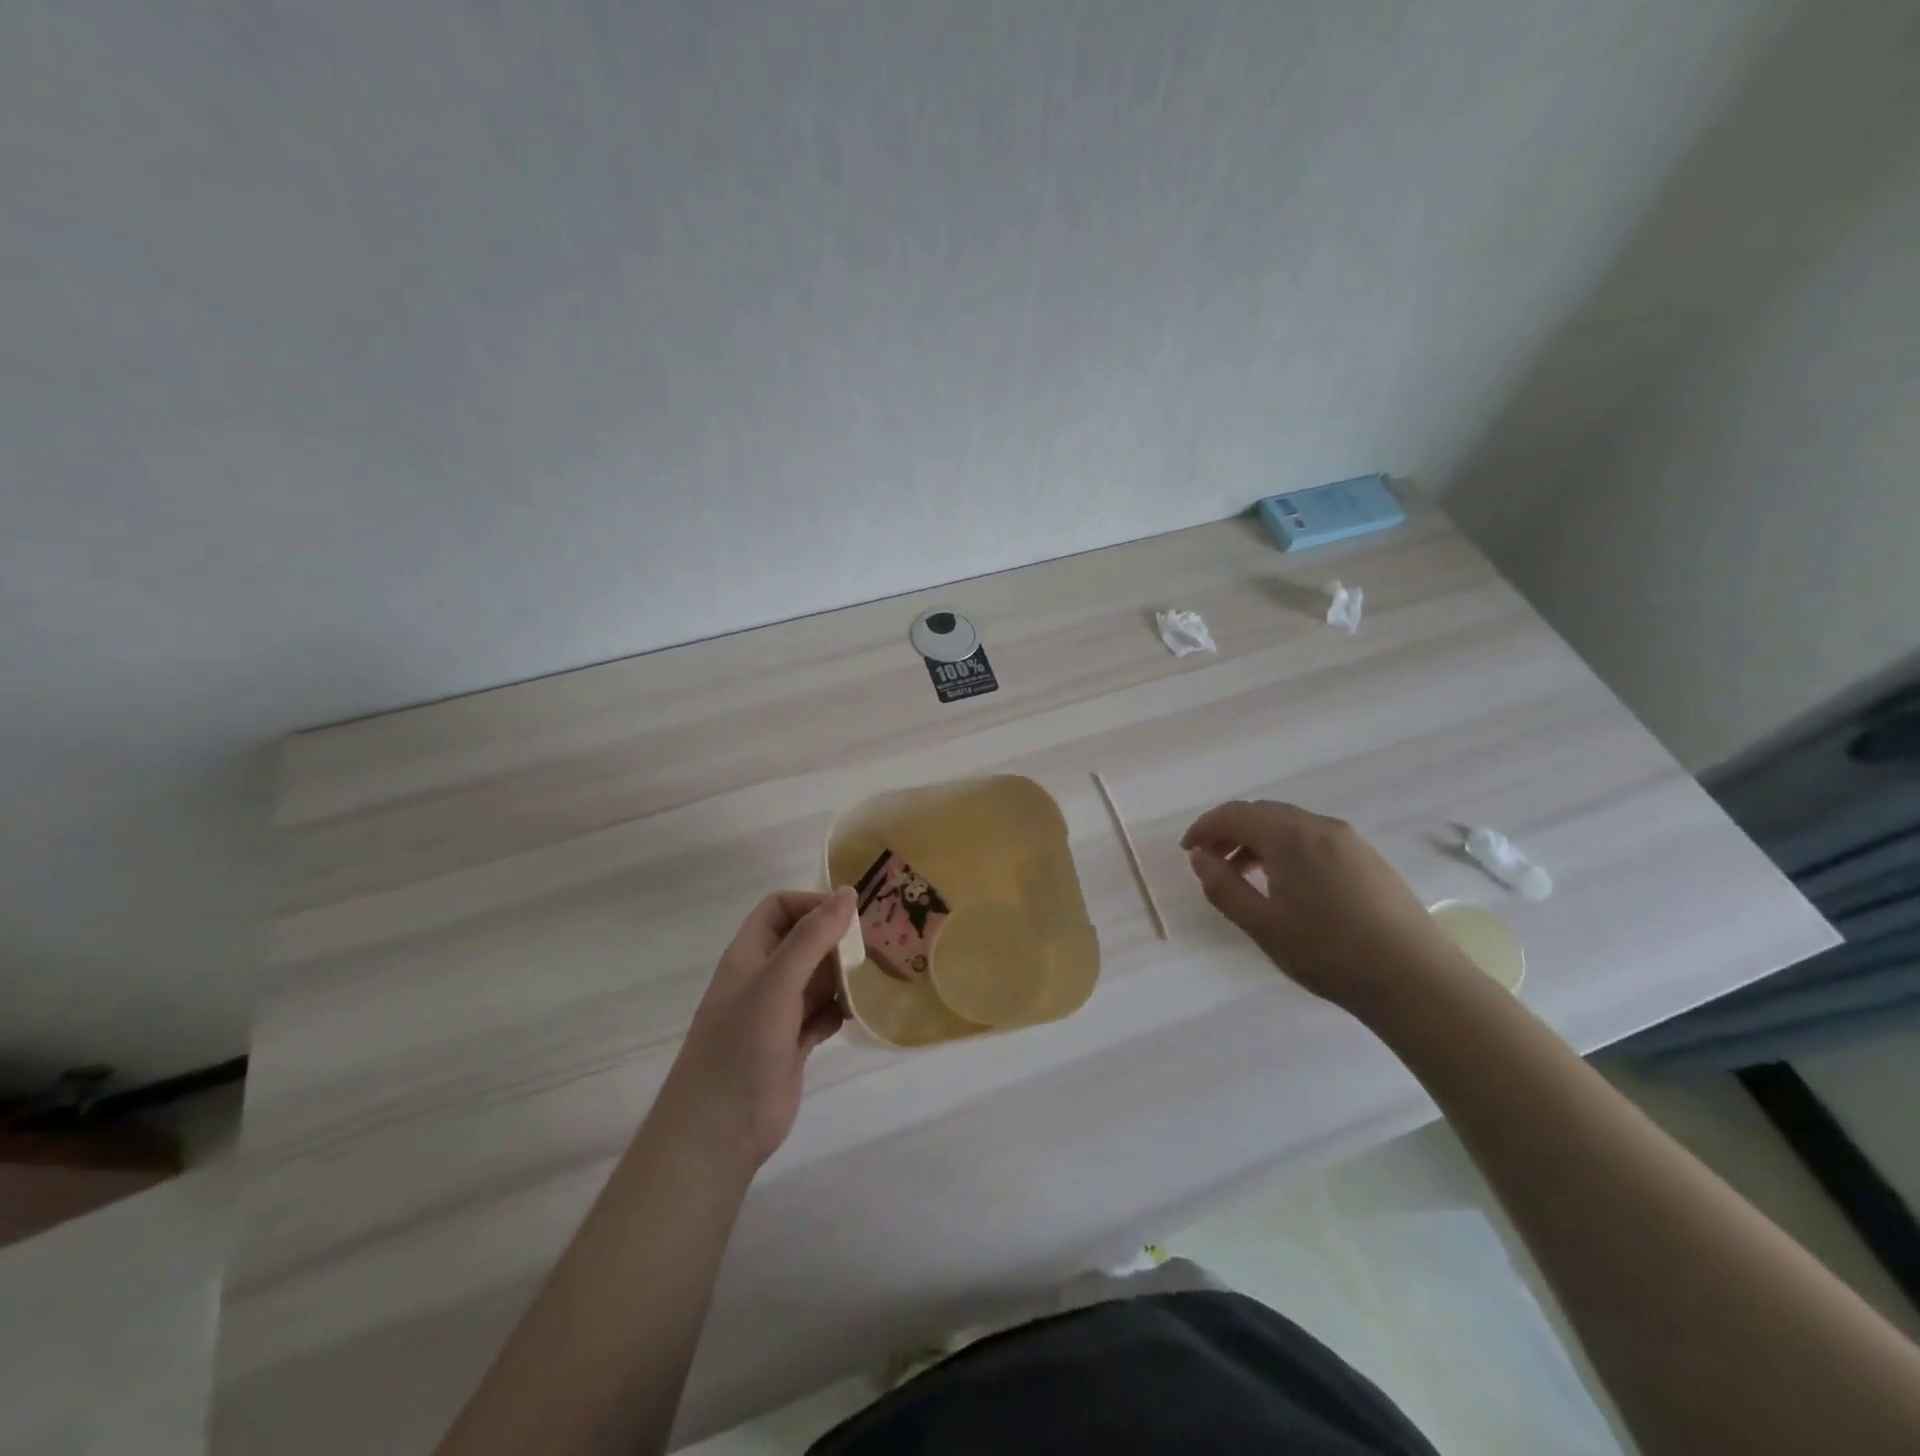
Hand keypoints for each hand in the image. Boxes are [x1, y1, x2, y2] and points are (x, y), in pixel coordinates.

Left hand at [657, 888, 853, 1168]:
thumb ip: (812, 937)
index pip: (780, 908)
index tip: (850, 917)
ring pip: (817, 978)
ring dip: (845, 975)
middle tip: (878, 947)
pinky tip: (862, 1013)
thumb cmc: (742, 1044)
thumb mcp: (777, 982)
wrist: (719, 1130)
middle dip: (837, 940)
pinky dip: (842, 1009)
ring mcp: (778, 1013)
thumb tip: (847, 894)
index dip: (812, 904)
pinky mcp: (793, 1044)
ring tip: (879, 977)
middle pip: (804, 941)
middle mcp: (764, 977)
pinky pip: (824, 1013)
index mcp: (750, 954)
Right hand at [1182, 800, 1467, 1009]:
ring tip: (1244, 875)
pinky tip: (1286, 884)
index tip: (1187, 852)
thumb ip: (1223, 887)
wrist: (1416, 981)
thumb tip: (1199, 858)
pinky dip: (1286, 849)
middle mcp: (1319, 826)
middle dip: (1229, 832)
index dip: (1204, 828)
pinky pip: (1313, 838)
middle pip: (1262, 813)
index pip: (1234, 814)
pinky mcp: (1368, 858)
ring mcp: (1349, 840)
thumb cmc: (1329, 953)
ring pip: (1289, 824)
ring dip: (1258, 840)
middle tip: (1210, 862)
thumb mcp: (1263, 925)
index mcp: (1290, 836)